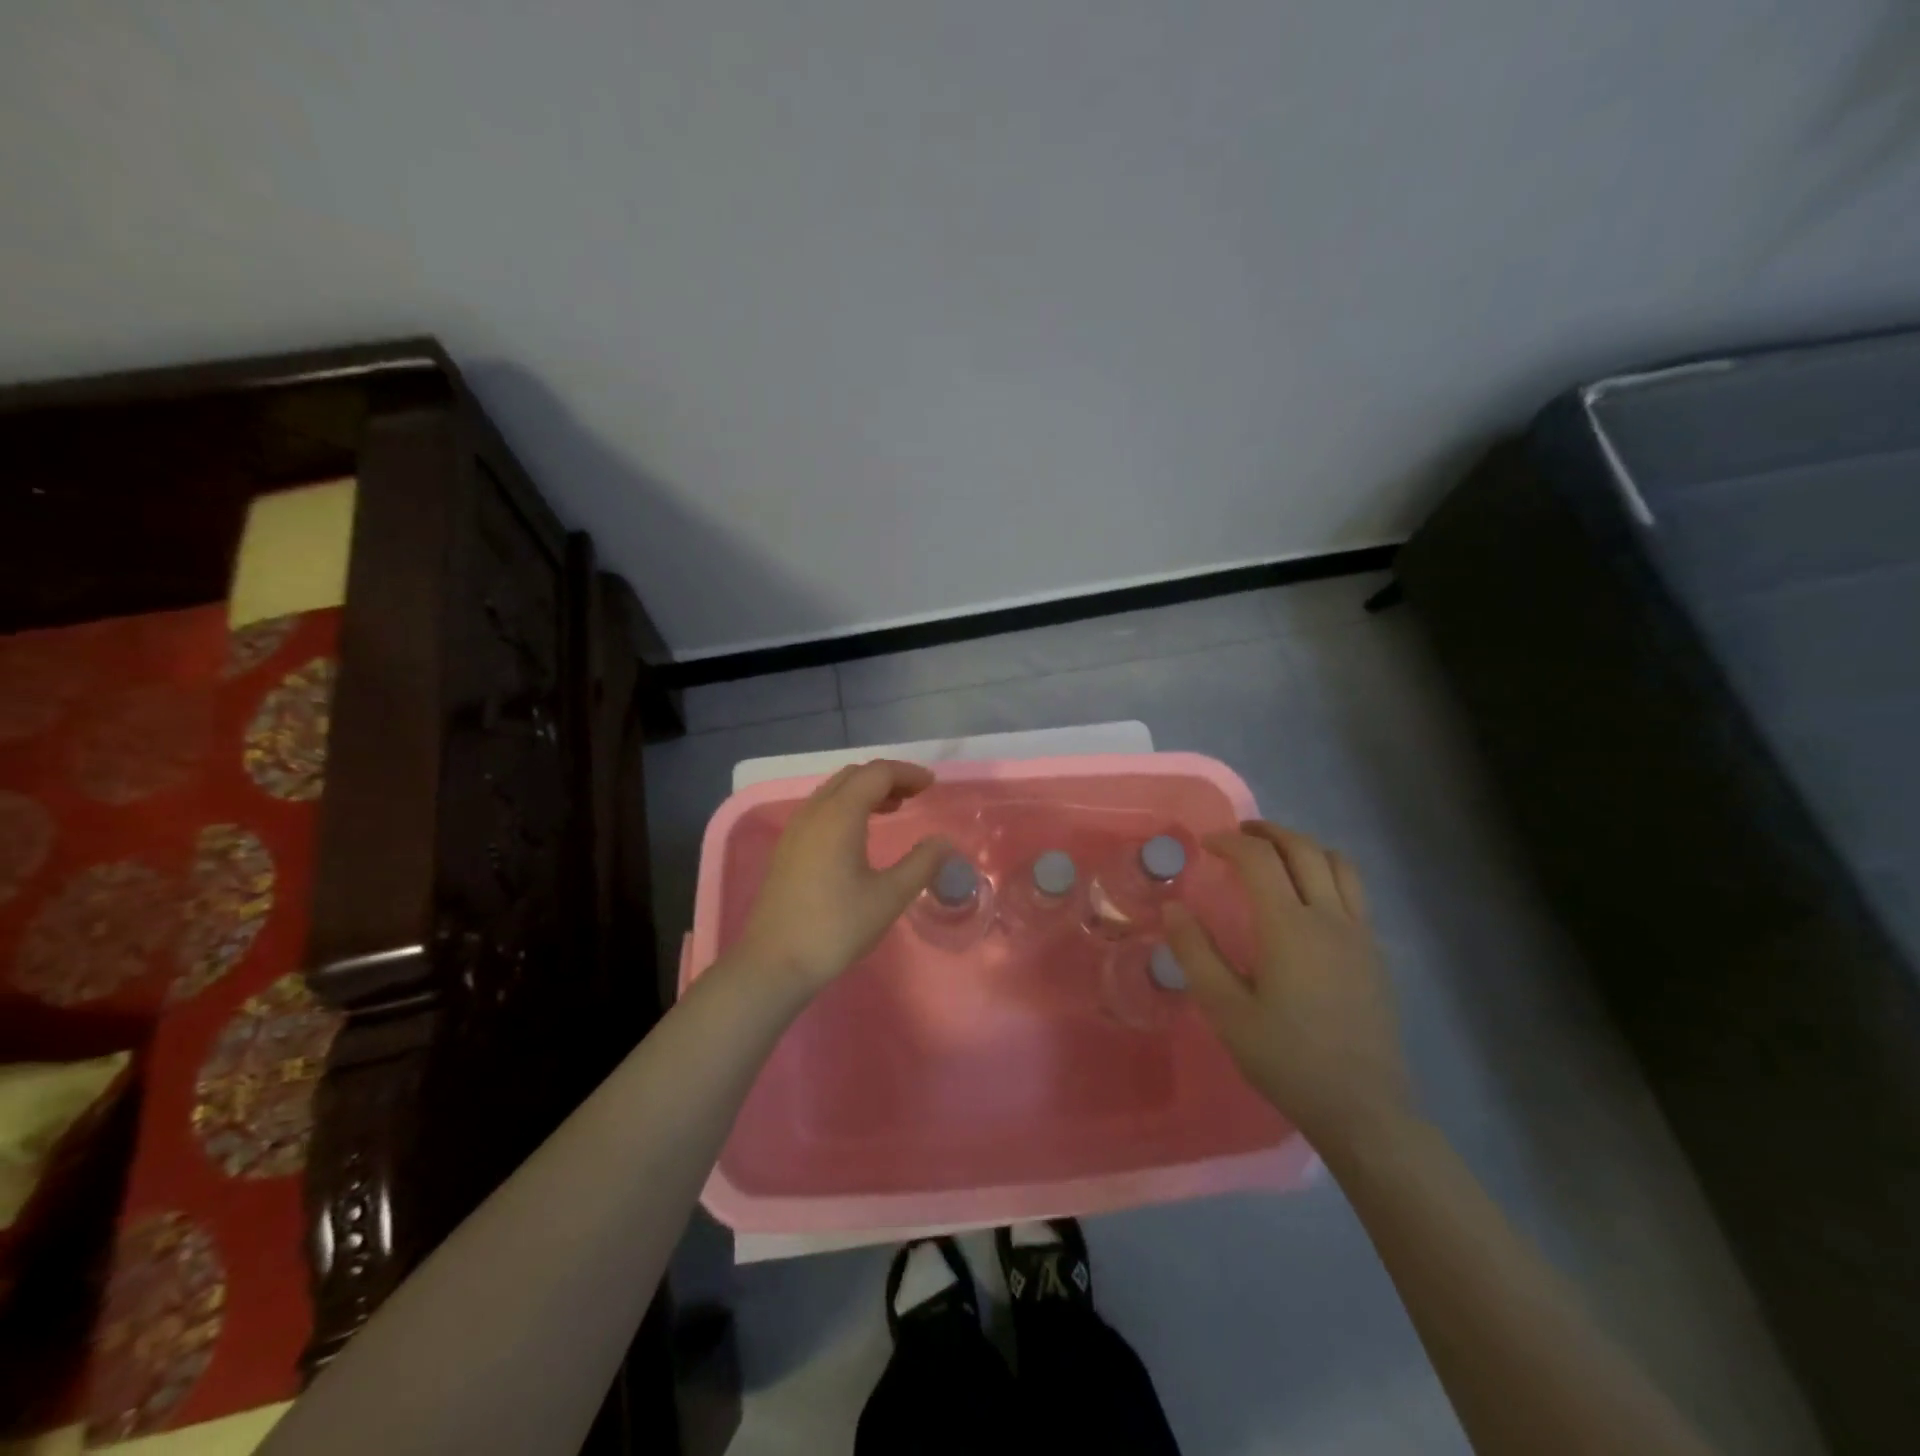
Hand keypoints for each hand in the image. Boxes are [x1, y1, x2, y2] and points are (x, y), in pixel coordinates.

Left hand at [734, 760, 950, 992]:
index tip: (931, 785)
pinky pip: (821, 809)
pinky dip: (847, 806)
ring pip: (834, 790)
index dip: (907, 773)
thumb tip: (944, 842)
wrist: (774, 962)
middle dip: (886, 778)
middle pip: (853, 775)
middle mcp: (814, 811)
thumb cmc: (835, 927)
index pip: (877, 773)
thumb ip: (922, 863)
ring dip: (865, 791)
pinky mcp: (787, 847)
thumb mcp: (889, 897)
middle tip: (915, 795)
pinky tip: (860, 833)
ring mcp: (796, 829)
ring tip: (893, 809)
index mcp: (839, 815)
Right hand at [1165, 822, 1411, 1152]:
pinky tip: (1308, 900)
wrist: (1362, 1108)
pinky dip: (1327, 873)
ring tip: (1277, 856)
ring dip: (1304, 847)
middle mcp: (1330, 918)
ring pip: (1340, 864)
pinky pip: (1355, 891)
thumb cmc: (1286, 1059)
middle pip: (1304, 849)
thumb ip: (1195, 953)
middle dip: (1269, 832)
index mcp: (1290, 927)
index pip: (1260, 859)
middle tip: (1239, 836)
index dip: (1230, 842)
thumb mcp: (1226, 1010)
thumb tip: (1173, 906)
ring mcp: (1360, 934)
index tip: (1205, 845)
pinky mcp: (1375, 954)